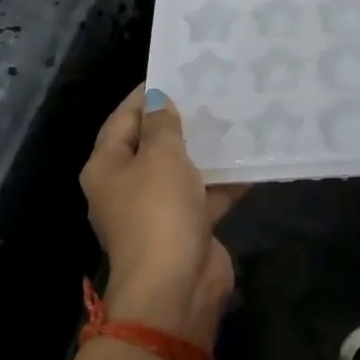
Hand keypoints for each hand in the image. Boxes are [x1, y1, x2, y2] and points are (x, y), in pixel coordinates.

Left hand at [78, 86, 246, 344]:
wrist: (176, 286)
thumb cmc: (158, 212)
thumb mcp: (160, 157)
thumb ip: (162, 125)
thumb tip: (158, 101)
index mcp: (107, 168)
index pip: (122, 119)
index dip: (145, 96)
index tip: (175, 73)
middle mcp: (127, 187)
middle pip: (152, 145)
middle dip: (180, 121)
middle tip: (211, 93)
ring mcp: (158, 210)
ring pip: (182, 170)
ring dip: (205, 150)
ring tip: (234, 118)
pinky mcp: (187, 227)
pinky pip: (206, 195)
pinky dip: (225, 181)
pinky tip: (252, 159)